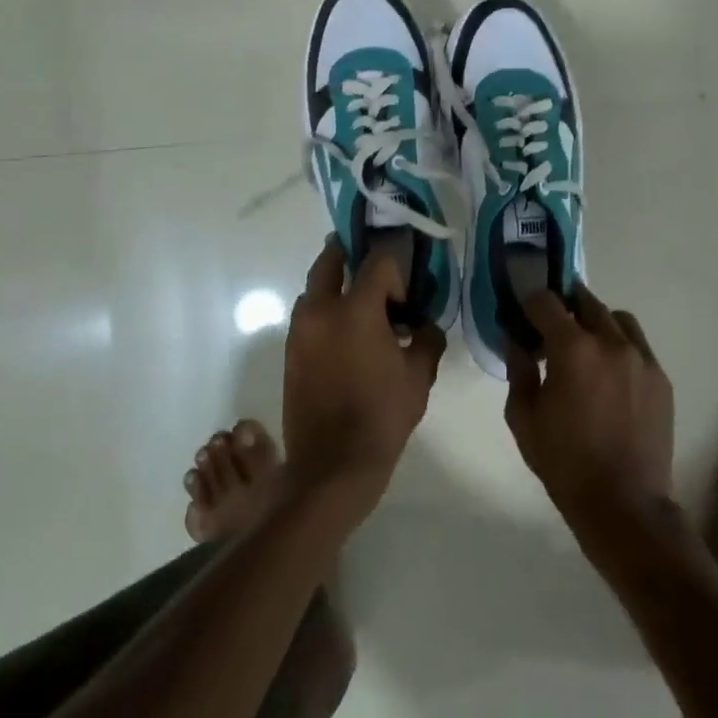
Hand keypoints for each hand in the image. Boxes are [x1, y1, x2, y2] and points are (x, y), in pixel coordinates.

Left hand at [281, 237, 445, 513]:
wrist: (332, 464)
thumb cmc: (382, 416)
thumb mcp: (419, 377)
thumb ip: (428, 339)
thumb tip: (424, 325)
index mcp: (356, 310)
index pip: (378, 260)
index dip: (398, 262)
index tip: (410, 279)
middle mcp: (320, 309)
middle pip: (332, 258)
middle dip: (354, 253)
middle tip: (377, 264)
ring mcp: (300, 329)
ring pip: (316, 286)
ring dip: (337, 282)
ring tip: (365, 302)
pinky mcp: (290, 349)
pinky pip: (309, 312)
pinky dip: (327, 308)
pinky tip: (349, 331)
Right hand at [504, 286, 674, 528]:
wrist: (624, 503)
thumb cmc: (565, 462)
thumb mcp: (524, 418)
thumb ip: (518, 371)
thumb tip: (516, 342)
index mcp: (573, 349)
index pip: (546, 302)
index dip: (529, 301)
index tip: (521, 310)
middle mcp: (611, 342)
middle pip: (585, 301)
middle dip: (564, 305)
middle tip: (550, 324)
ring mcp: (642, 359)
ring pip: (617, 319)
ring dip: (596, 321)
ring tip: (585, 345)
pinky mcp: (661, 379)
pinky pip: (638, 346)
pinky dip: (620, 346)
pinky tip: (609, 374)